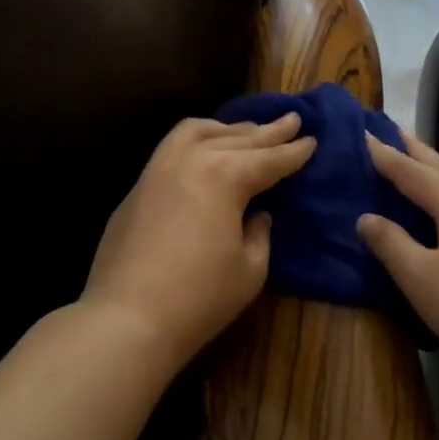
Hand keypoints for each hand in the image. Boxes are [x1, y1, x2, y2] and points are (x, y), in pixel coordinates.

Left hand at [81, 114, 315, 367]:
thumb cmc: (199, 297)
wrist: (126, 318)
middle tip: (291, 121)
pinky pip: (172, 148)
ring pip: (197, 131)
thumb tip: (257, 215)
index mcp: (225, 175)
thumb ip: (259, 234)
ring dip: (227, 128)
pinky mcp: (138, 187)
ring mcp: (158, 169)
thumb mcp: (250, 269)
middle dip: (267, 131)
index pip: (269, 159)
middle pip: (237, 138)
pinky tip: (203, 150)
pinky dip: (197, 140)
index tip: (312, 140)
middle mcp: (191, 159)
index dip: (293, 152)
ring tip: (247, 130)